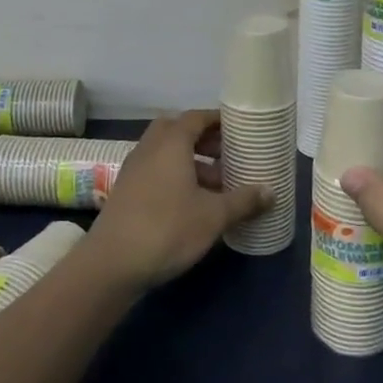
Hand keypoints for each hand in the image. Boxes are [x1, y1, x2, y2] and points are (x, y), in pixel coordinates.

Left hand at [85, 109, 270, 292]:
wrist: (112, 264)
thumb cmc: (167, 229)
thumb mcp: (213, 216)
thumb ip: (243, 201)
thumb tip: (270, 192)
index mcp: (171, 144)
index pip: (196, 117)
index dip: (218, 120)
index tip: (239, 129)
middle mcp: (149, 149)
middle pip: (177, 131)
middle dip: (204, 140)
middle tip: (228, 154)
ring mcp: (133, 171)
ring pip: (165, 154)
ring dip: (191, 161)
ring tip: (218, 183)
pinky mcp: (126, 192)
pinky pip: (156, 172)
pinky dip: (176, 177)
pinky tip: (193, 203)